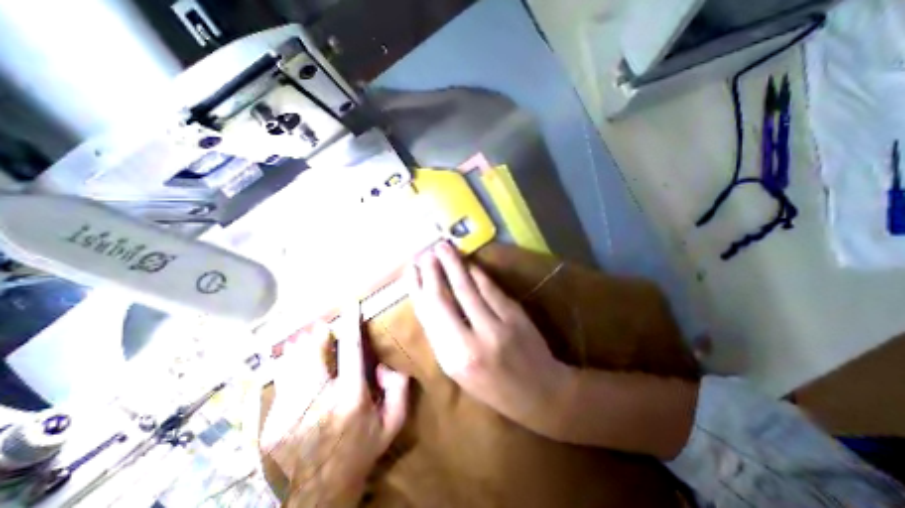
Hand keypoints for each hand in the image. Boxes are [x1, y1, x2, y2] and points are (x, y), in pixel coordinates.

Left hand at [256, 306, 408, 507]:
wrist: (320, 493)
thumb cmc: (361, 450)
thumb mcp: (393, 422)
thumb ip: (398, 387)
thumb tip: (381, 363)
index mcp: (350, 398)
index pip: (350, 350)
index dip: (351, 324)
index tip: (350, 304)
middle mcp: (318, 401)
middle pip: (313, 352)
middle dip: (318, 334)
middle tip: (323, 325)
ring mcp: (289, 412)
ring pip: (292, 363)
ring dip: (302, 346)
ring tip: (309, 337)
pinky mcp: (271, 422)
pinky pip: (281, 380)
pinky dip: (289, 364)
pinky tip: (296, 360)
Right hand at [409, 242, 574, 435]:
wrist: (542, 393)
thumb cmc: (494, 387)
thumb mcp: (459, 371)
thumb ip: (442, 337)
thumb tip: (429, 302)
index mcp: (452, 359)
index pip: (428, 315)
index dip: (416, 288)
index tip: (410, 270)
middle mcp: (469, 341)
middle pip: (443, 297)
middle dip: (431, 271)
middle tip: (424, 251)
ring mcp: (495, 325)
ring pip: (466, 287)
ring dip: (452, 263)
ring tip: (442, 246)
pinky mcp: (514, 314)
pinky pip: (489, 287)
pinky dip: (476, 272)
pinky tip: (467, 261)